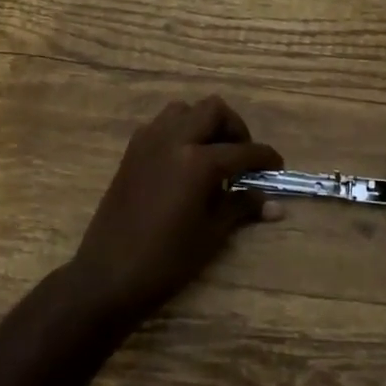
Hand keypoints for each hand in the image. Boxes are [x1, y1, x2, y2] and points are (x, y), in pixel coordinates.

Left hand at [67, 96, 282, 322]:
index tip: (277, 166)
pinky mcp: (132, 152)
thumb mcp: (211, 234)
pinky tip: (184, 162)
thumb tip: (275, 204)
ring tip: (212, 154)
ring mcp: (148, 142)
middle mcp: (173, 140)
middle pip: (213, 110)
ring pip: (184, 110)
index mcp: (197, 162)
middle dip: (234, 128)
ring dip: (203, 124)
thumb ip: (242, 207)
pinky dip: (179, 132)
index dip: (265, 158)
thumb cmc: (166, 260)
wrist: (108, 275)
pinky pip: (161, 125)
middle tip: (242, 156)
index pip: (243, 150)